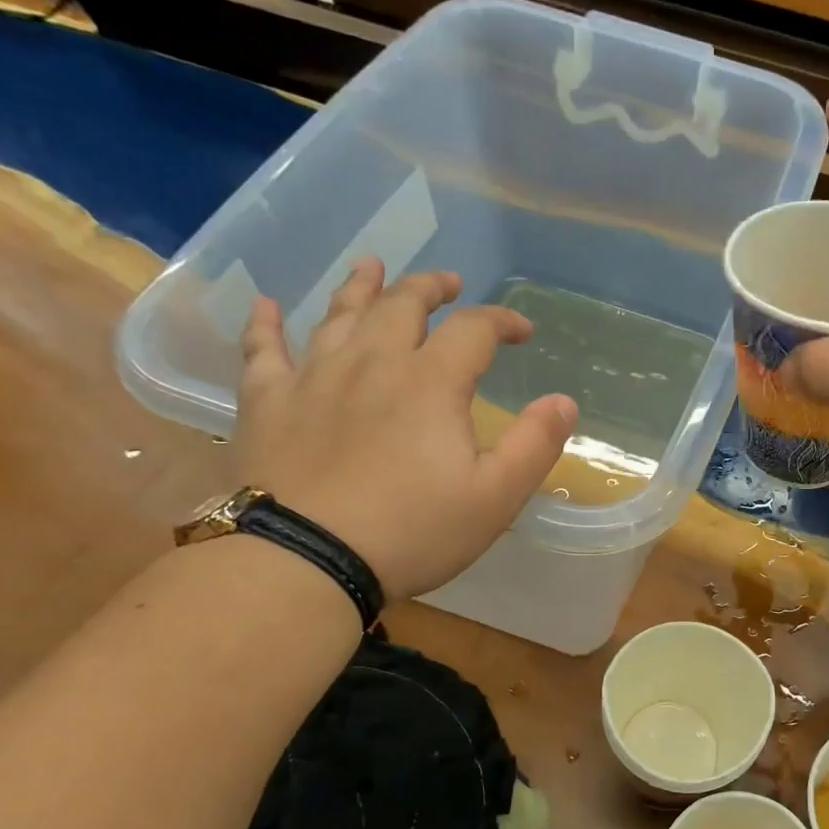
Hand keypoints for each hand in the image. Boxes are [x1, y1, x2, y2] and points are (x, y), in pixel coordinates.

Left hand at [234, 259, 576, 602]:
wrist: (305, 561)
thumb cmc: (411, 532)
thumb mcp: (494, 498)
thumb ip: (534, 445)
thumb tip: (564, 401)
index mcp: (431, 382)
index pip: (474, 329)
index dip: (502, 321)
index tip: (522, 331)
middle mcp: (372, 362)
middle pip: (403, 304)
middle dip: (432, 288)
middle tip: (448, 283)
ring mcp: (314, 377)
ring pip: (339, 314)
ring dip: (361, 287)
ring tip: (373, 267)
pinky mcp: (267, 402)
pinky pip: (263, 350)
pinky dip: (267, 324)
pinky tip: (267, 306)